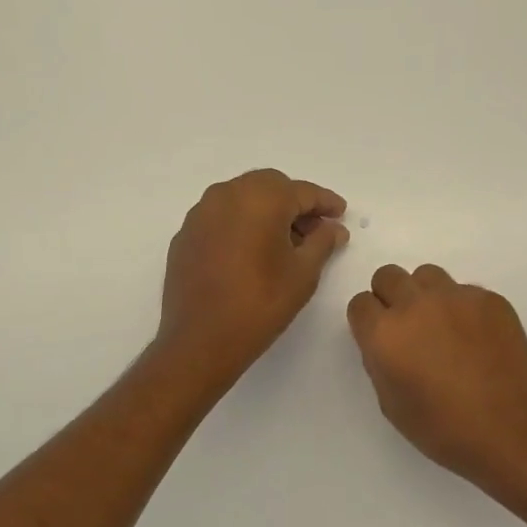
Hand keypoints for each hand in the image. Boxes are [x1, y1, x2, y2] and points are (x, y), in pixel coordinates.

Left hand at [157, 170, 349, 381]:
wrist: (201, 340)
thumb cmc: (260, 304)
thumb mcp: (303, 273)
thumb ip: (322, 242)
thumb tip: (333, 228)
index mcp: (260, 198)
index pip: (301, 191)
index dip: (325, 202)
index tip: (341, 213)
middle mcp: (226, 194)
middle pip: (269, 187)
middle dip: (294, 203)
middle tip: (315, 230)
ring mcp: (200, 214)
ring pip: (242, 198)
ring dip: (266, 212)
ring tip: (285, 242)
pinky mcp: (185, 235)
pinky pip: (221, 218)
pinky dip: (241, 225)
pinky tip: (251, 252)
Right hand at [347, 264, 526, 501]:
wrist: (513, 431)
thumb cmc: (445, 429)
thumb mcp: (391, 404)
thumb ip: (380, 362)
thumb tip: (387, 343)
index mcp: (385, 333)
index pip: (360, 303)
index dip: (368, 321)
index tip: (380, 339)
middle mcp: (415, 304)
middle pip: (388, 276)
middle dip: (390, 298)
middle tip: (408, 329)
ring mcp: (456, 297)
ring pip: (427, 275)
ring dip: (425, 295)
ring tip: (442, 328)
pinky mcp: (490, 299)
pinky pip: (464, 291)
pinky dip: (462, 308)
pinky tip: (476, 340)